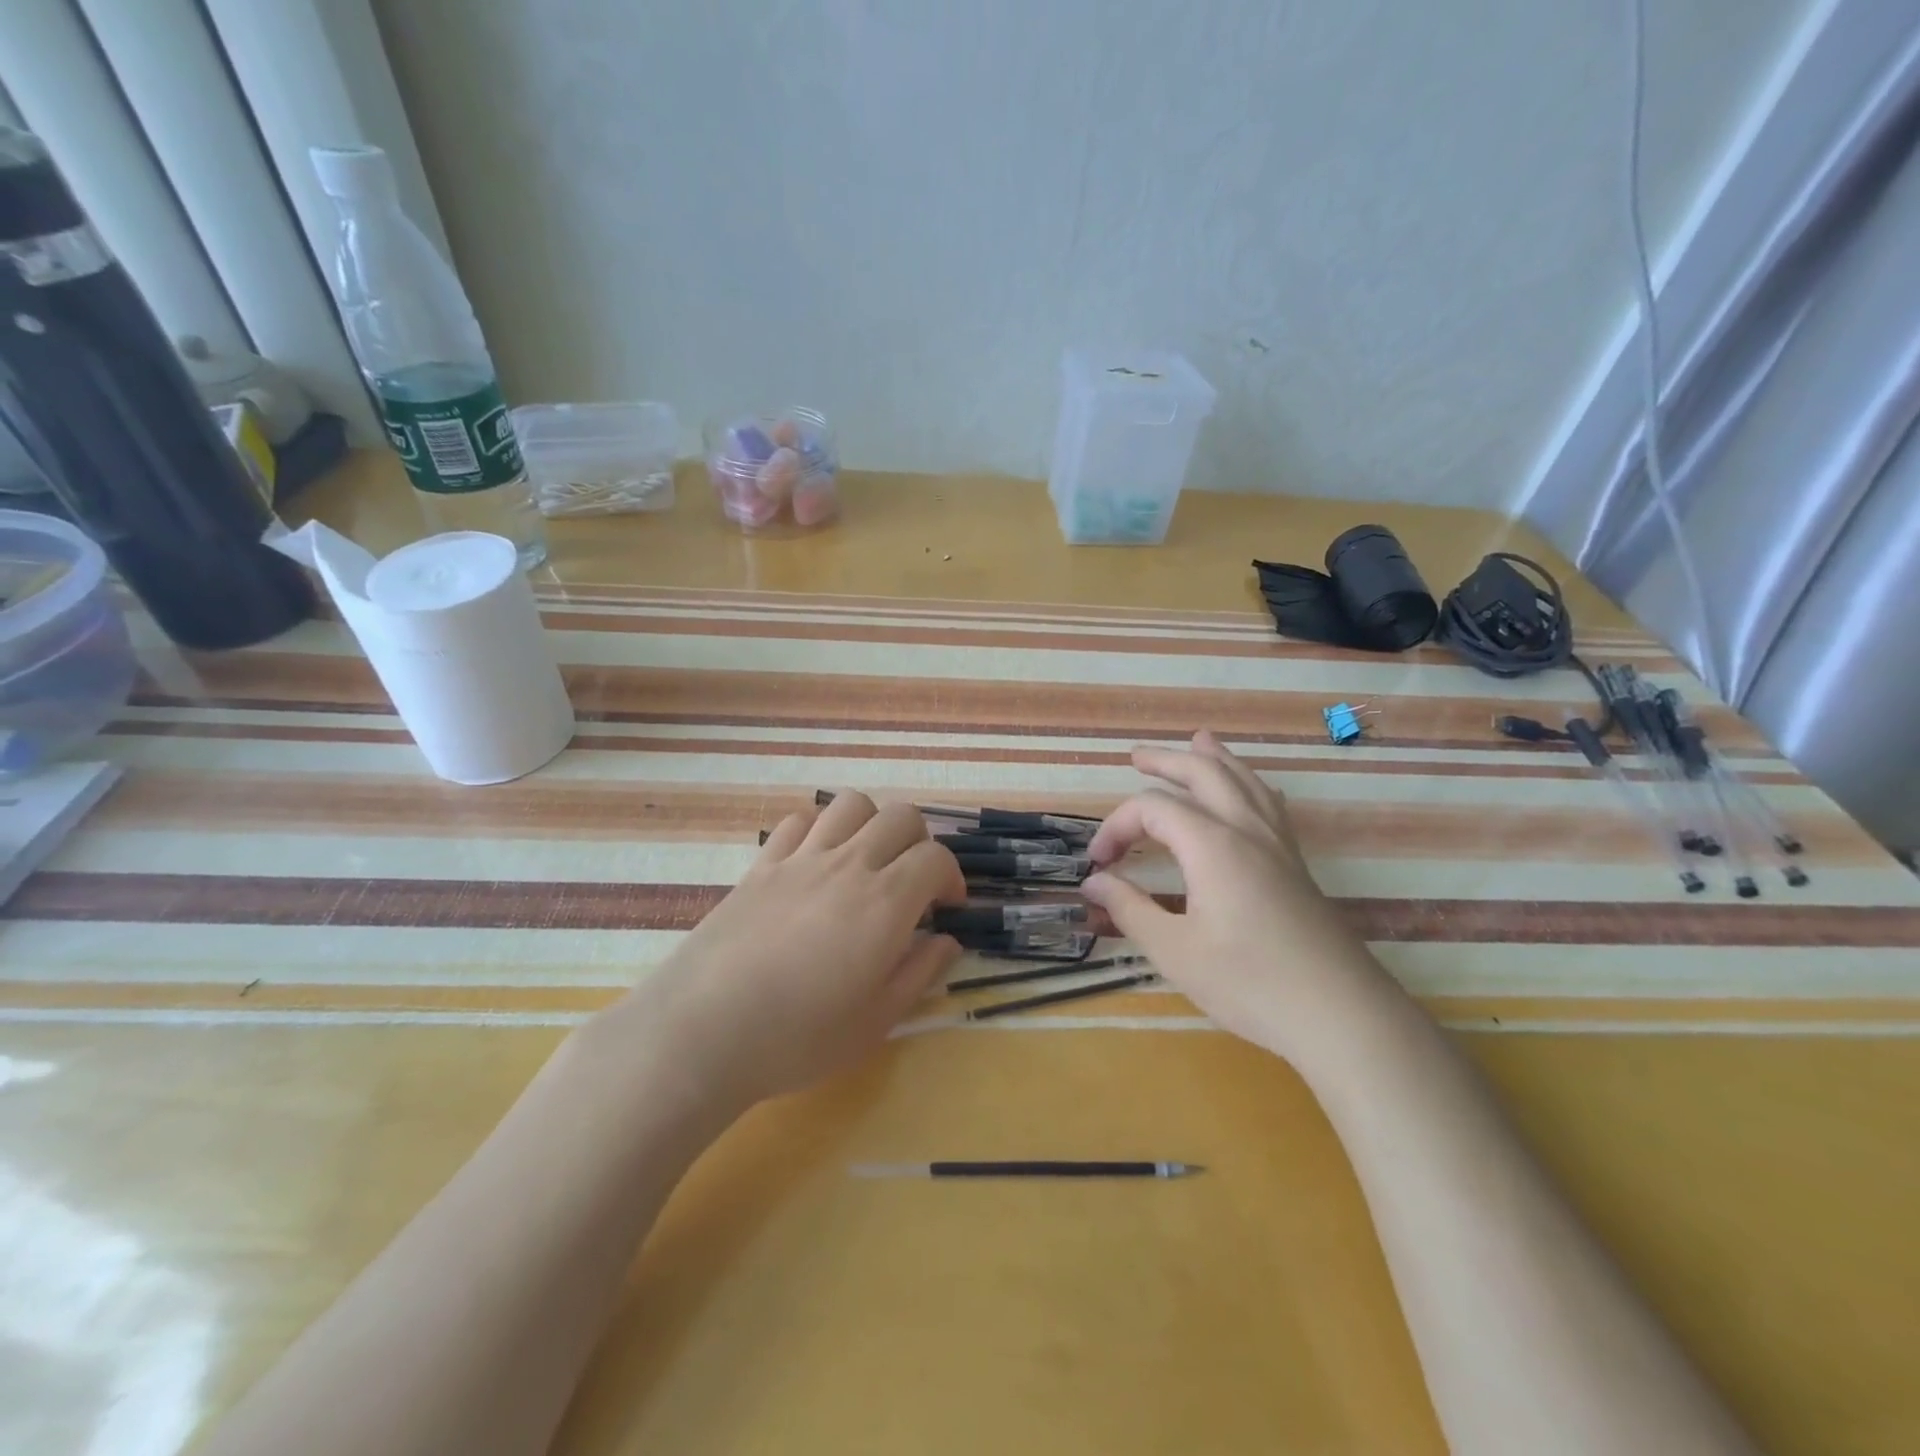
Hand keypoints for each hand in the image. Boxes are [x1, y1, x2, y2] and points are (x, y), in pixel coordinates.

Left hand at [621, 793, 965, 1109]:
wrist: (703, 1032)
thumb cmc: (798, 1037)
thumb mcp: (875, 1022)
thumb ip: (919, 974)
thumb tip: (947, 941)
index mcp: (885, 902)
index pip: (936, 858)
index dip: (951, 877)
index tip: (946, 908)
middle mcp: (849, 865)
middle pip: (901, 817)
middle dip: (919, 842)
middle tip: (911, 882)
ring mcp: (801, 858)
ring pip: (851, 805)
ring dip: (871, 823)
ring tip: (865, 861)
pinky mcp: (762, 864)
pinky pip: (799, 821)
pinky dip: (819, 829)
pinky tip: (815, 862)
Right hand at [1080, 731, 1399, 1067]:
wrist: (1341, 1015)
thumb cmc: (1250, 983)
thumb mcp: (1175, 952)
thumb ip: (1130, 910)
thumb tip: (1094, 882)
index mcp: (1212, 845)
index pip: (1152, 809)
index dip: (1116, 826)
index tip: (1098, 863)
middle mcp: (1246, 830)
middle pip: (1204, 773)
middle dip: (1167, 761)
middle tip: (1137, 756)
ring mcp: (1278, 845)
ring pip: (1245, 781)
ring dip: (1214, 759)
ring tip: (1198, 741)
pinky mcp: (1296, 865)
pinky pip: (1270, 804)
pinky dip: (1250, 784)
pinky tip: (1251, 789)